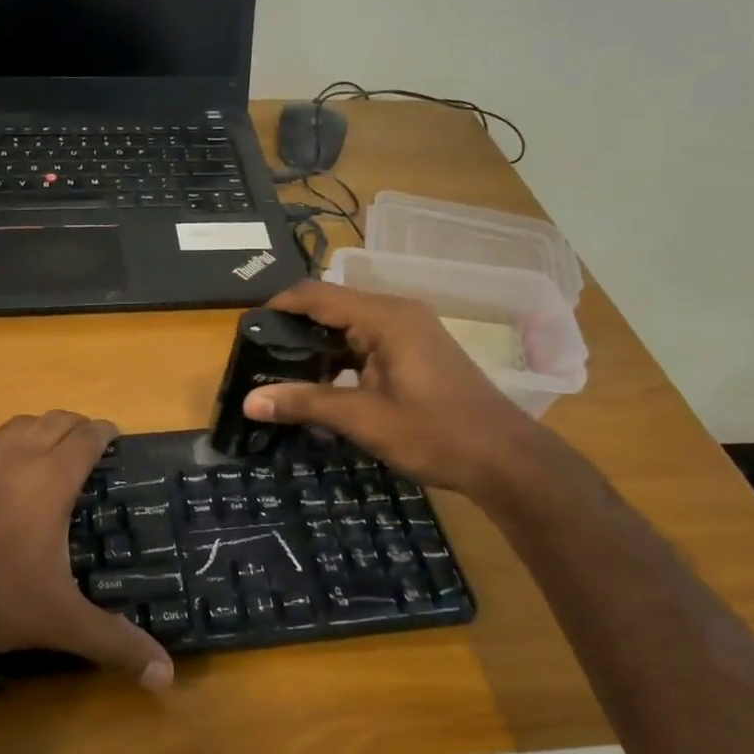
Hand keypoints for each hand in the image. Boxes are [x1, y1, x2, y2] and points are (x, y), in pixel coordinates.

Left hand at [0, 412, 174, 689]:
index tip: (113, 433)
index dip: (103, 431)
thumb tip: (167, 678)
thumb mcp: (59, 622)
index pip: (87, 439)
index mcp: (50, 481)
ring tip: (38, 442)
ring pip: (9, 426)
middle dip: (72, 424)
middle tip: (82, 438)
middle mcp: (14, 457)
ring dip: (29, 429)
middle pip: (52, 422)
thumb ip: (115, 643)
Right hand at [243, 280, 542, 495]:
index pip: (319, 294)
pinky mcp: (418, 350)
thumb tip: (249, 401)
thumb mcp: (363, 419)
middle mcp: (398, 312)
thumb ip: (305, 403)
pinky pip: (369, 339)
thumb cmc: (435, 433)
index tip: (248, 326)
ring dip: (319, 342)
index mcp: (385, 317)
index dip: (281, 305)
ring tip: (281, 366)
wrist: (505, 458)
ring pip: (351, 324)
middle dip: (296, 326)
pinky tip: (323, 379)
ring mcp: (412, 330)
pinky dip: (342, 354)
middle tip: (259, 352)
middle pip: (334, 305)